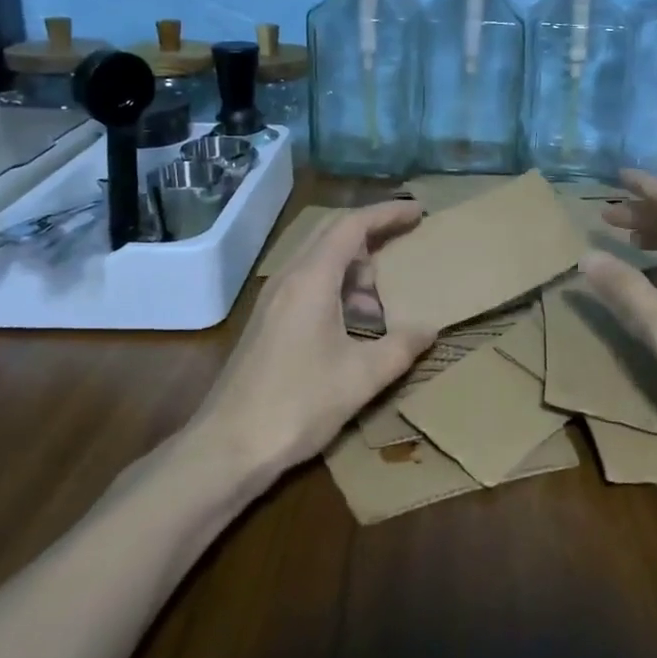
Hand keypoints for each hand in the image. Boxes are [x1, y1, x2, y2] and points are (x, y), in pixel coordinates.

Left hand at [193, 201, 436, 477]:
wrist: (227, 446)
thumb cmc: (298, 404)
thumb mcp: (361, 377)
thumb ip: (401, 347)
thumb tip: (429, 329)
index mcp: (312, 279)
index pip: (352, 225)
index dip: (387, 213)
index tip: (418, 211)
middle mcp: (290, 277)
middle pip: (333, 234)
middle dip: (372, 233)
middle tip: (406, 242)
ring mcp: (274, 298)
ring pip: (320, 260)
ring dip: (354, 268)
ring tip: (383, 302)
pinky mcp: (268, 320)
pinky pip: (308, 283)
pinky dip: (337, 288)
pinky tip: (354, 325)